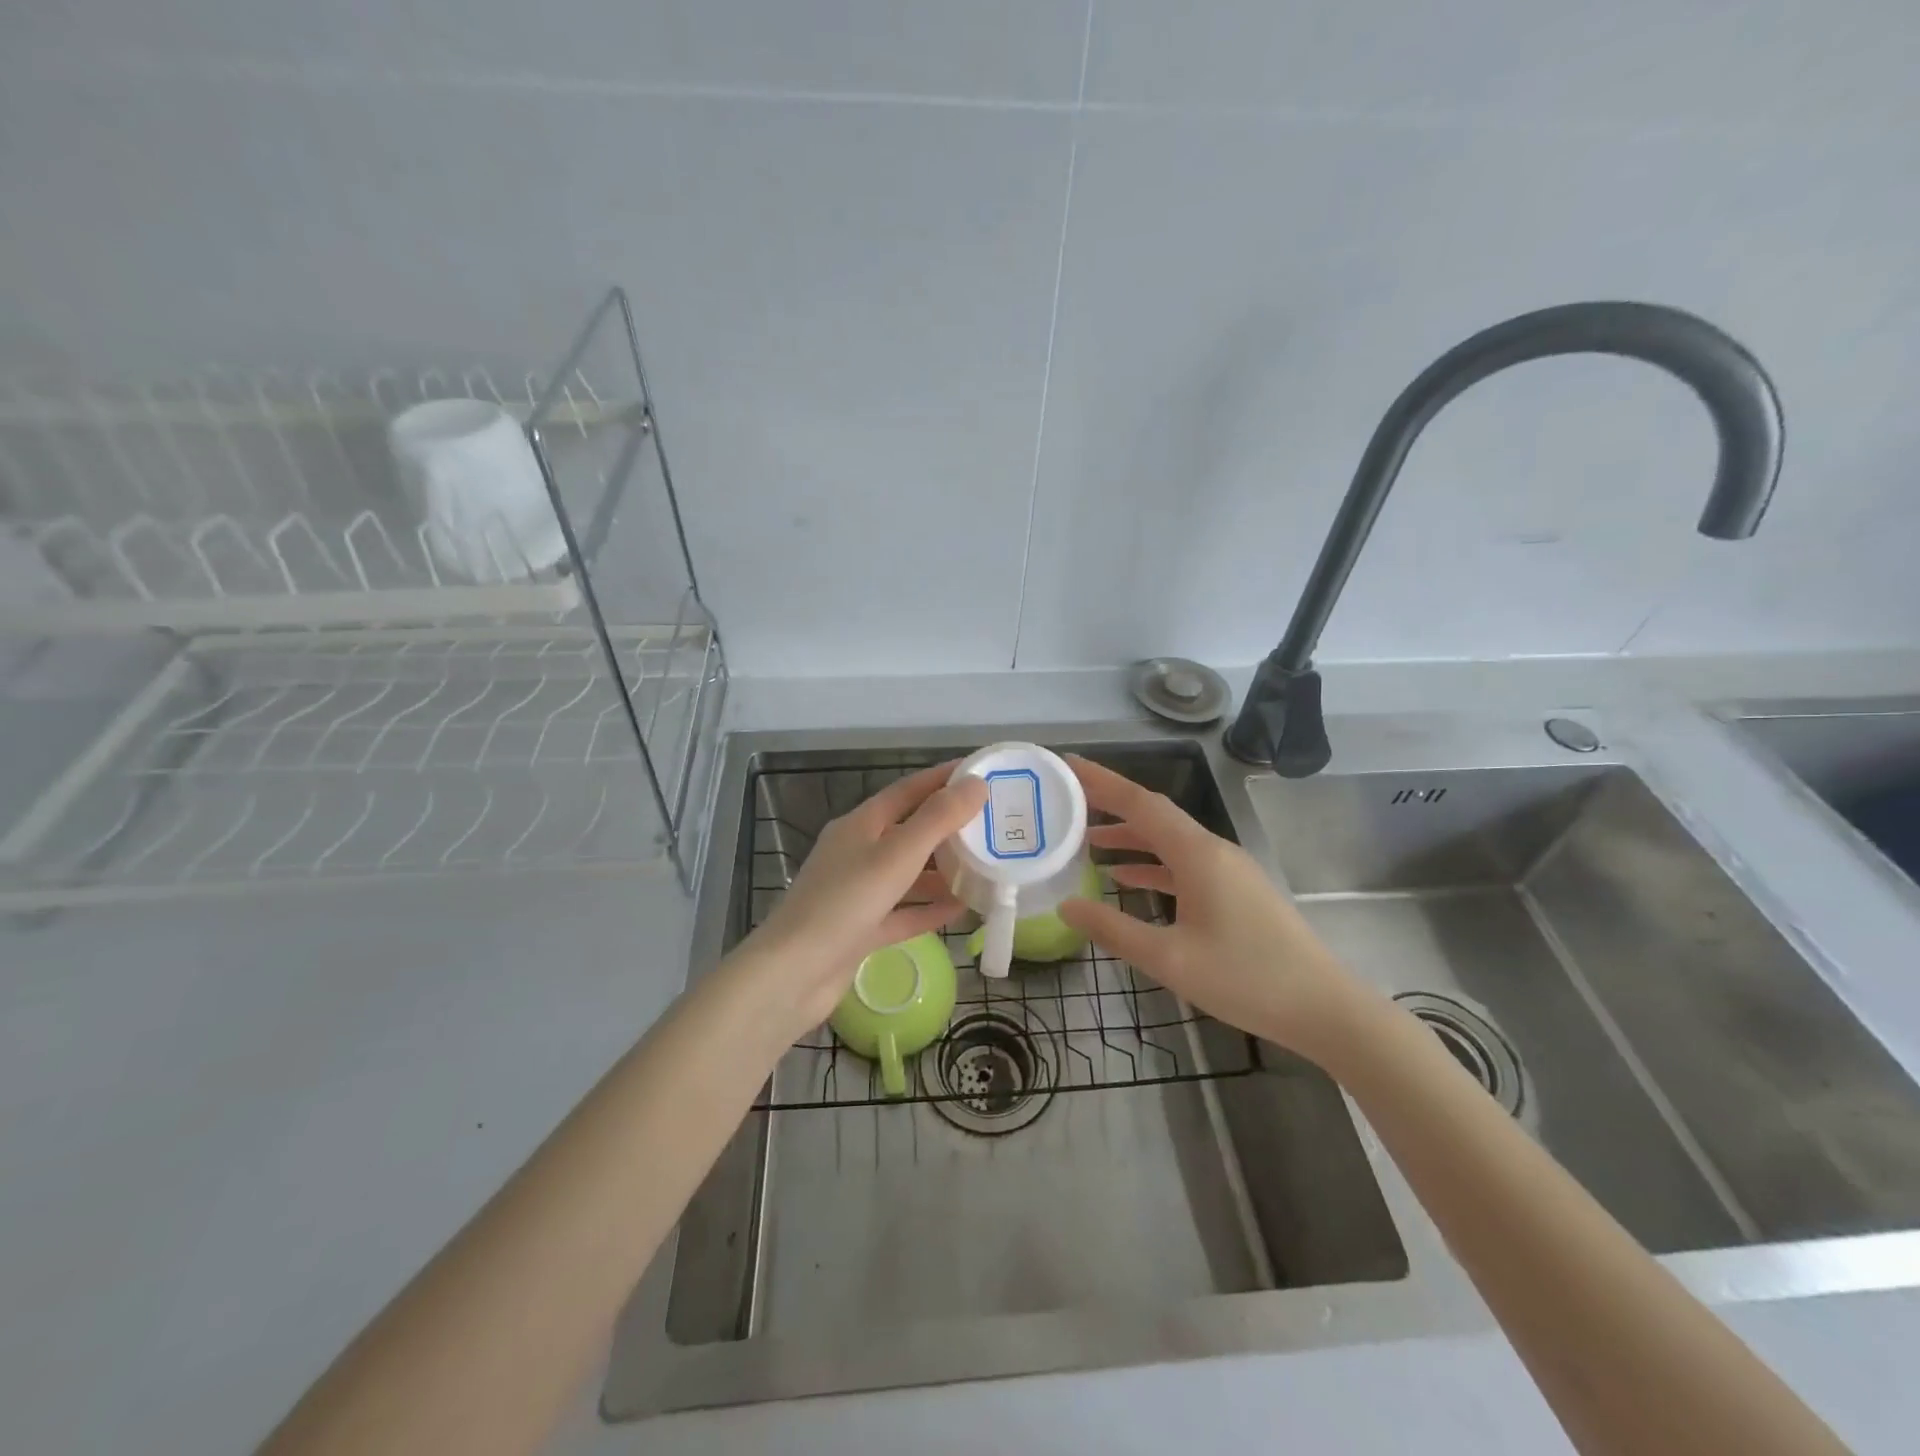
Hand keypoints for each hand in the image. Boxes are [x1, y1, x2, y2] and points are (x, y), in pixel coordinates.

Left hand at [742, 762, 987, 1033]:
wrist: (793, 974)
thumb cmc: (844, 903)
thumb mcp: (896, 855)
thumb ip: (938, 820)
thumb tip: (976, 784)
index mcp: (860, 825)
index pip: (908, 790)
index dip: (943, 779)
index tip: (981, 773)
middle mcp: (858, 853)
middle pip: (910, 831)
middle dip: (949, 828)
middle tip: (993, 826)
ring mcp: (858, 893)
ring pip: (908, 874)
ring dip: (942, 871)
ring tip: (985, 868)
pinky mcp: (861, 930)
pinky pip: (903, 912)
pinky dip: (929, 909)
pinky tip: (961, 910)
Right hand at [1058, 754, 1367, 1060]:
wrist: (1324, 1009)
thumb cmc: (1246, 979)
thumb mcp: (1169, 959)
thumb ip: (1113, 929)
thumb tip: (1066, 905)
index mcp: (1197, 854)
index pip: (1140, 803)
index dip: (1101, 781)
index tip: (1067, 764)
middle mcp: (1212, 850)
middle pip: (1154, 814)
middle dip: (1110, 802)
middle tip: (1067, 798)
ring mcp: (1228, 870)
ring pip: (1168, 840)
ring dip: (1129, 836)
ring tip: (1086, 840)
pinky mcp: (1236, 891)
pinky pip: (1183, 864)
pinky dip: (1152, 864)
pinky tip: (1127, 878)